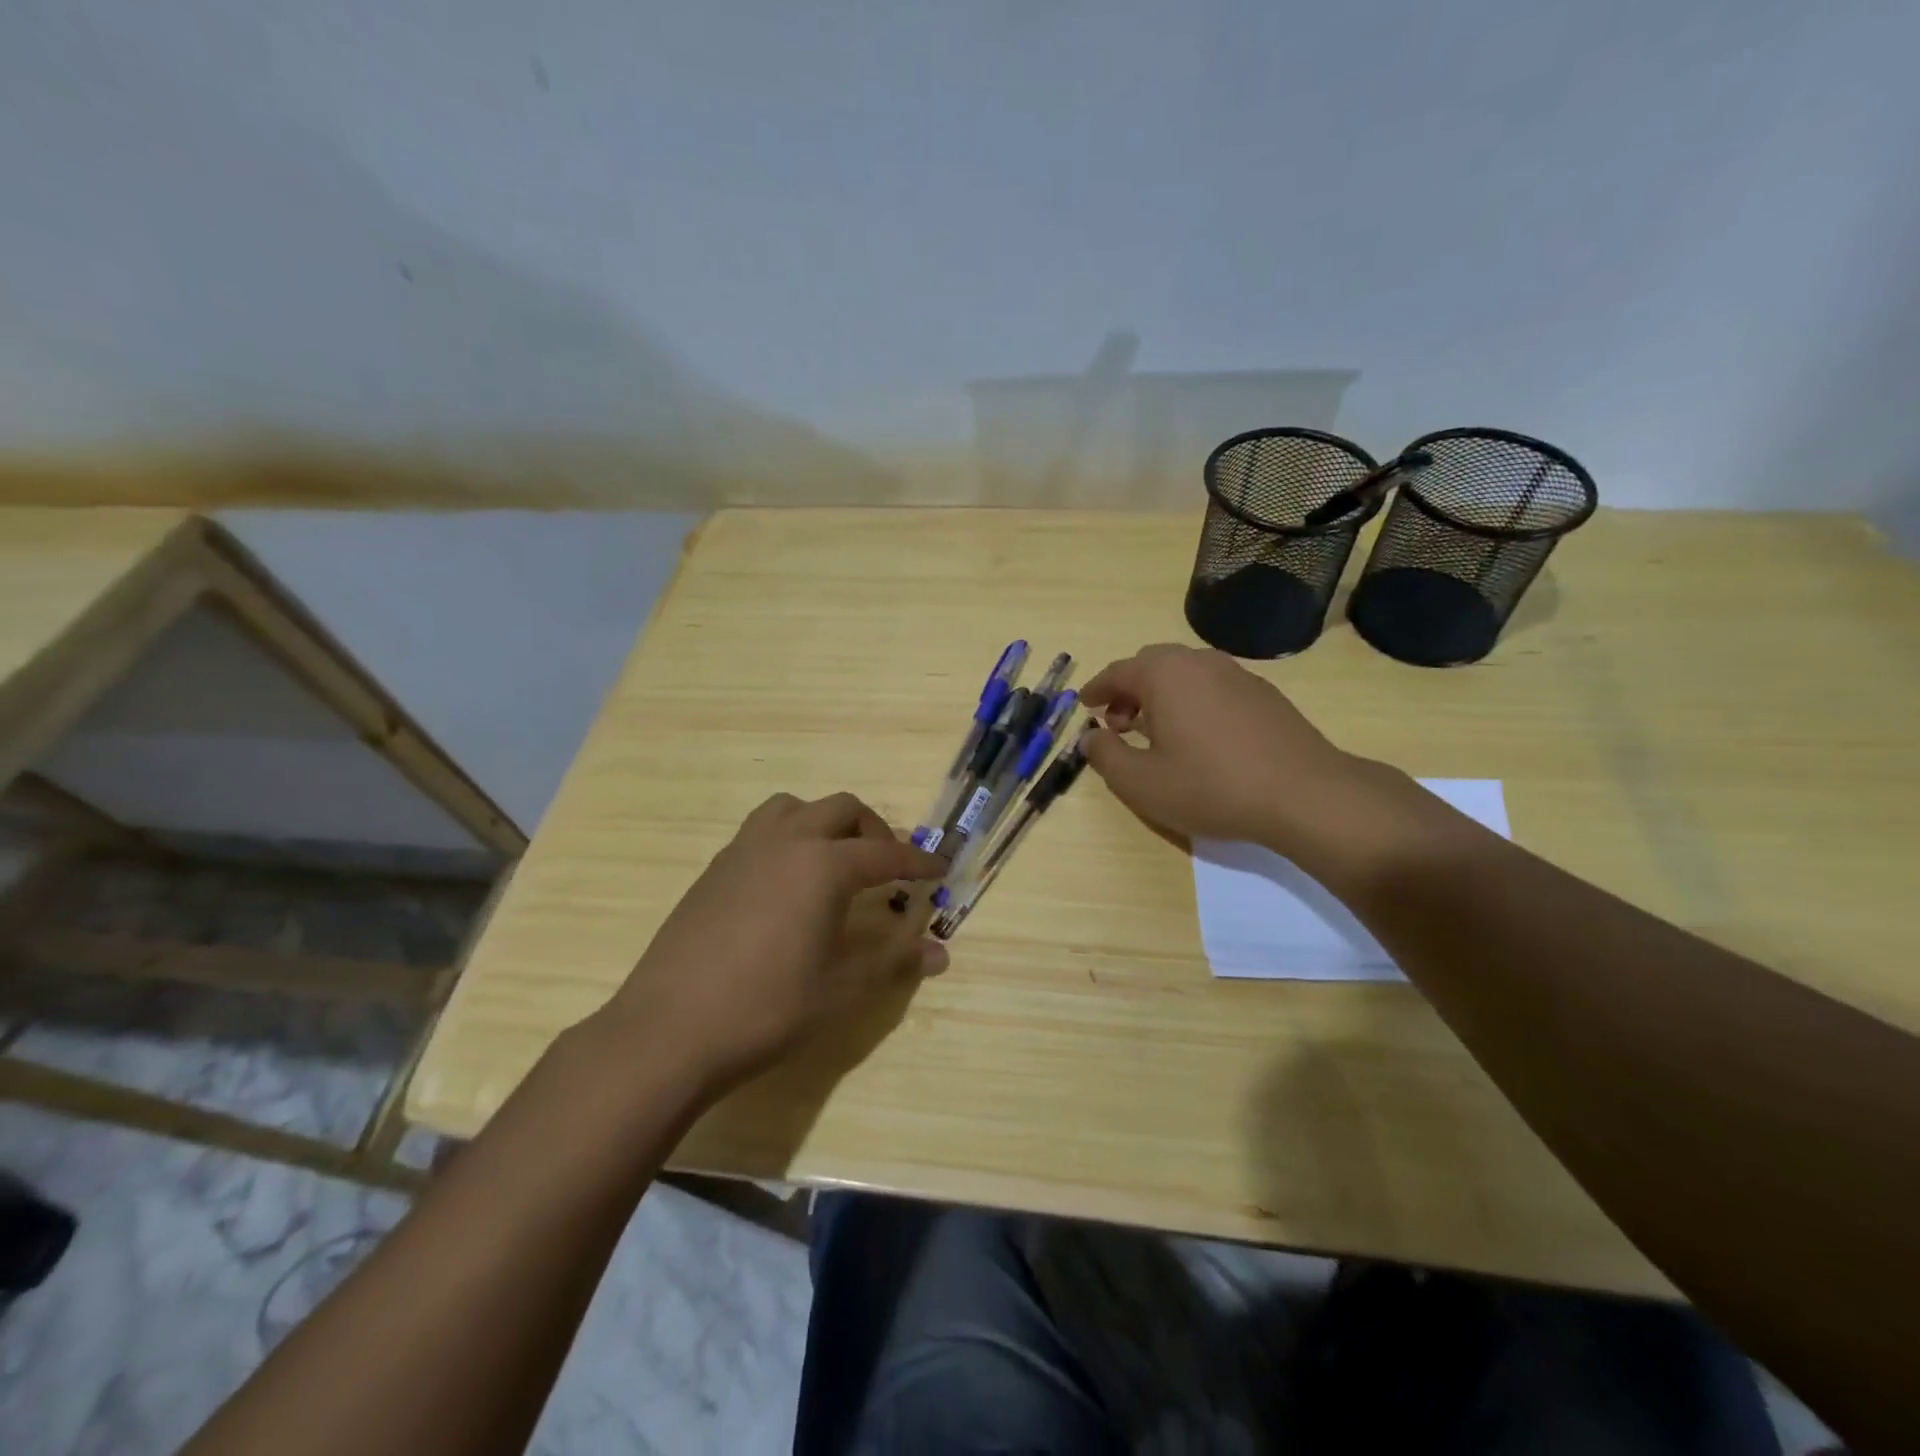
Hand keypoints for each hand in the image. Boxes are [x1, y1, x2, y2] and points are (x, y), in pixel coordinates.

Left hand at [602, 792, 947, 1097]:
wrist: (669, 1031)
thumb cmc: (767, 1008)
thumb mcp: (841, 989)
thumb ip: (893, 961)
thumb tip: (941, 953)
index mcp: (823, 865)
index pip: (884, 852)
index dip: (917, 861)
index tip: (940, 869)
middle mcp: (785, 842)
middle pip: (841, 809)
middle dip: (874, 830)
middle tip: (886, 867)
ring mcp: (743, 851)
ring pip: (794, 808)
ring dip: (824, 823)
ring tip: (834, 862)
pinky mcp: (713, 870)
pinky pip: (761, 831)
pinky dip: (789, 839)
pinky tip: (786, 886)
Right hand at [1081, 644, 1420, 872]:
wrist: (1303, 794)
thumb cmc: (1211, 787)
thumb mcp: (1141, 783)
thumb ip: (1105, 756)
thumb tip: (1090, 737)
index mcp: (1163, 674)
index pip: (1117, 672)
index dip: (1096, 690)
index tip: (1085, 707)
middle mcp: (1198, 661)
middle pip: (1150, 665)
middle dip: (1128, 691)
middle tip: (1119, 725)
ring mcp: (1236, 673)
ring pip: (1184, 673)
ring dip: (1160, 695)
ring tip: (1157, 732)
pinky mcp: (1262, 692)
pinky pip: (1212, 686)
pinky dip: (1191, 701)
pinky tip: (1198, 737)